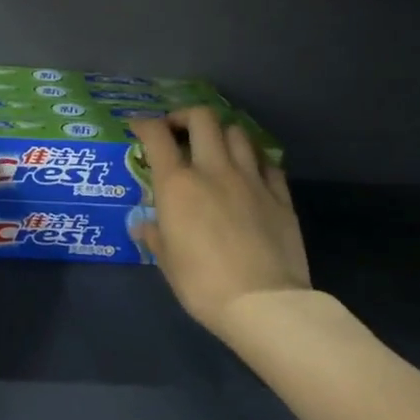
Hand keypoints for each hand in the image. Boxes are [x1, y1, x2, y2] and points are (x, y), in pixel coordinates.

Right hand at [129, 107, 310, 331]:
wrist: (263, 303)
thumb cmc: (203, 285)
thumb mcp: (167, 262)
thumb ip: (155, 235)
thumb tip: (144, 225)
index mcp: (178, 185)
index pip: (157, 137)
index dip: (145, 125)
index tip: (139, 127)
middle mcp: (214, 170)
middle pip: (203, 118)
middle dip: (186, 116)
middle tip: (179, 132)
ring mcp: (251, 179)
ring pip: (238, 133)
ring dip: (222, 134)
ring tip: (215, 149)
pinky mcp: (280, 194)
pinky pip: (267, 162)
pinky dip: (253, 159)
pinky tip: (248, 172)